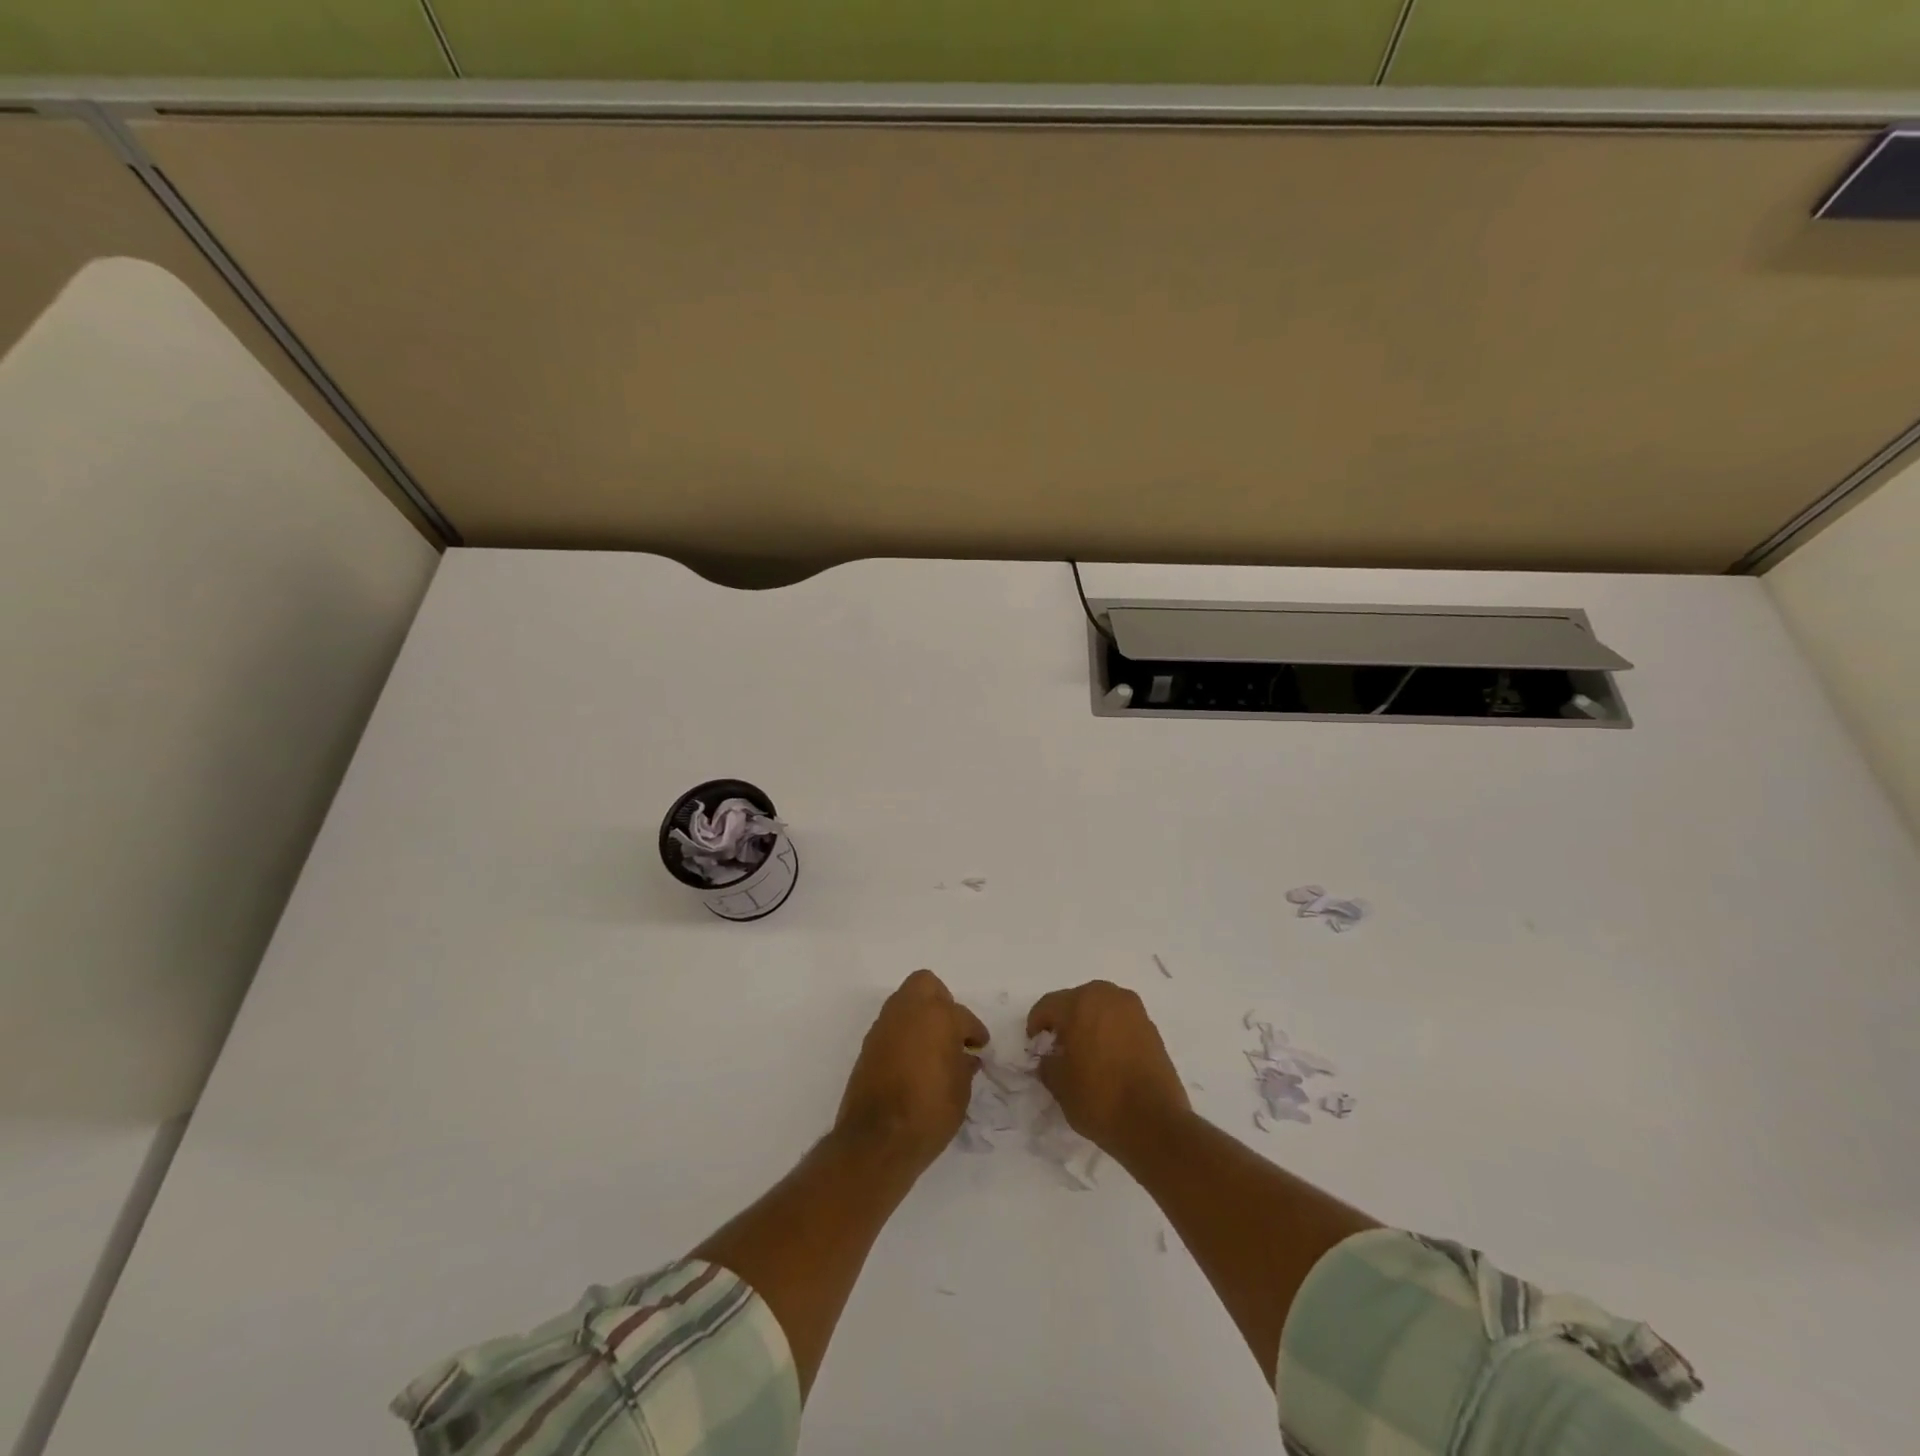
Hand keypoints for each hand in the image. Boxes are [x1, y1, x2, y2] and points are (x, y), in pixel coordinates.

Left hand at [835, 969, 987, 1169]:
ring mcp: (884, 1026)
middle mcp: (909, 1011)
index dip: (975, 1032)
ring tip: (933, 1045)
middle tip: (952, 1029)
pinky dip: (904, 1034)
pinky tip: (914, 1059)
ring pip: (905, 1001)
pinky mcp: (868, 1044)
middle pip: (926, 985)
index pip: (964, 1017)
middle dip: (942, 1001)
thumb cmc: (929, 1112)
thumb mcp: (960, 1092)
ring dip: (920, 1015)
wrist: (877, 1139)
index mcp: (939, 1016)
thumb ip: (964, 1066)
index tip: (979, 1046)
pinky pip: (892, 1025)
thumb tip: (965, 1057)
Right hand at [1027, 981, 1189, 1155]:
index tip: (1034, 1044)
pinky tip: (1107, 1058)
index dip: (1036, 1024)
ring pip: (1101, 1008)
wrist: (1155, 1123)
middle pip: (1076, 1001)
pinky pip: (1121, 1021)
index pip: (1048, 1005)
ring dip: (1089, 1023)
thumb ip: (1047, 1063)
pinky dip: (1110, 1032)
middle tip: (1058, 1047)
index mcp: (1080, 1003)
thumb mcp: (1059, 1085)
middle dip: (1065, 1020)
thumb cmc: (1099, 1099)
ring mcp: (1134, 1010)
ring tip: (1085, 1052)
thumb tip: (1050, 1058)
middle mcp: (1108, 996)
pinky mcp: (1152, 1028)